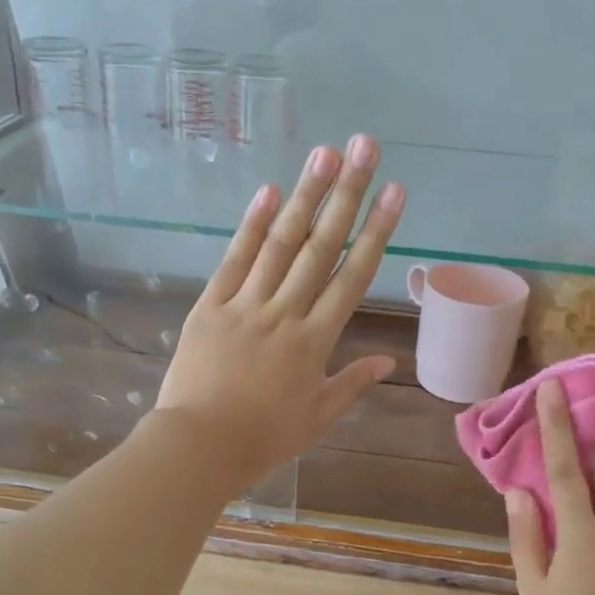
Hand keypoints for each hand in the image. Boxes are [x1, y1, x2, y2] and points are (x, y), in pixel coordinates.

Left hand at [154, 134, 405, 487]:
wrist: (199, 446)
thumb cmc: (263, 438)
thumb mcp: (317, 417)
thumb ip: (352, 383)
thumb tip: (389, 362)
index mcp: (316, 341)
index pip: (353, 276)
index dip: (377, 231)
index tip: (394, 192)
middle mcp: (286, 312)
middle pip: (321, 246)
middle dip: (347, 194)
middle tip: (365, 148)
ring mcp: (246, 305)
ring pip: (281, 243)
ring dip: (305, 196)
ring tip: (325, 154)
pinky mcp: (211, 305)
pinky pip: (235, 260)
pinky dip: (251, 226)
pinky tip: (269, 192)